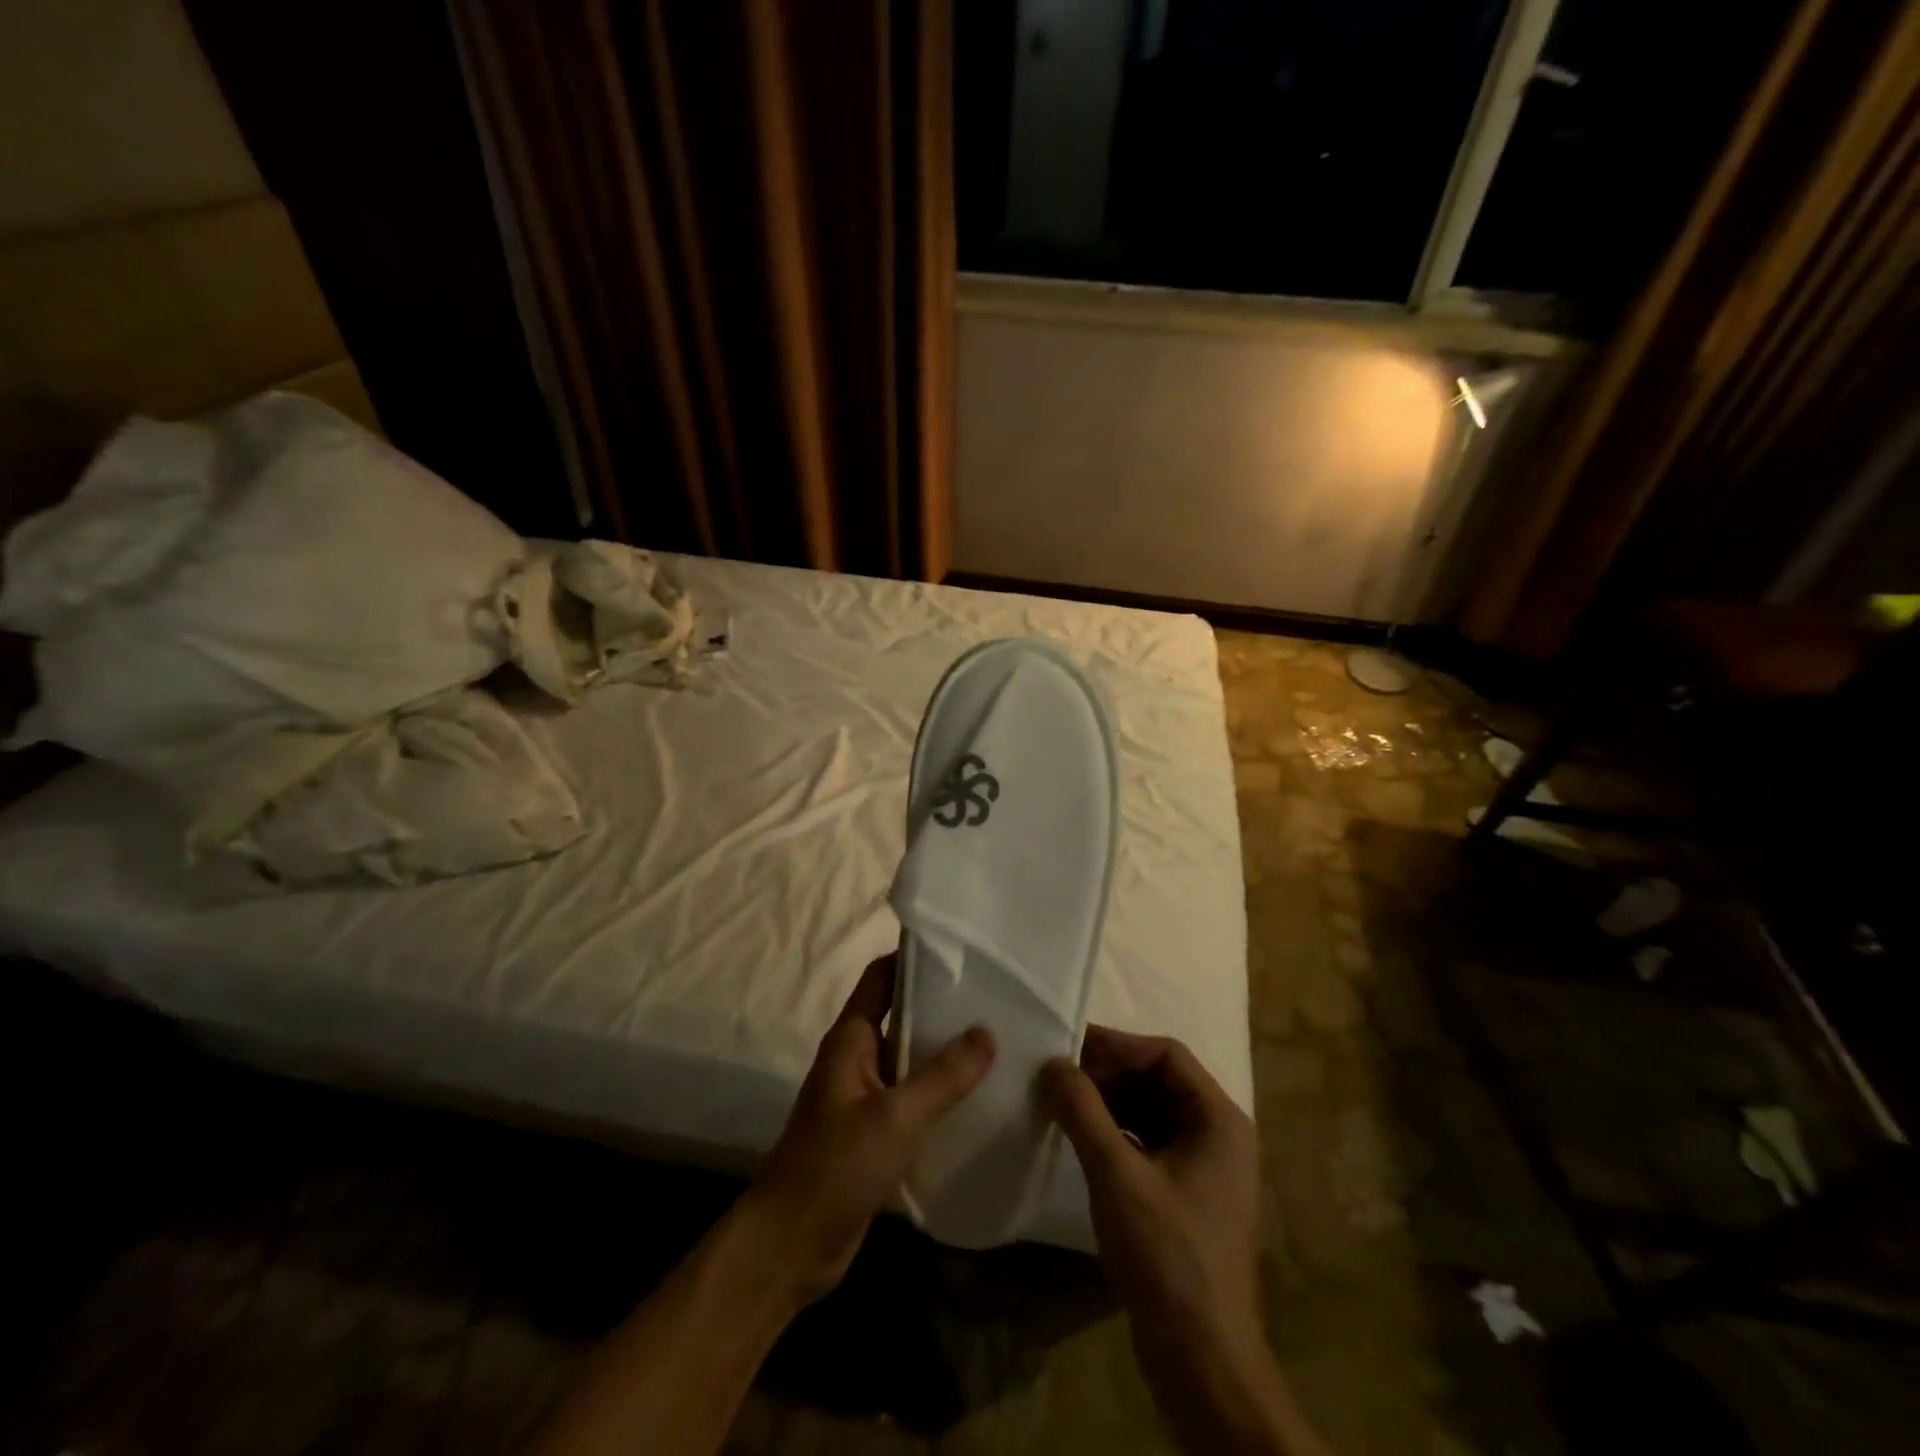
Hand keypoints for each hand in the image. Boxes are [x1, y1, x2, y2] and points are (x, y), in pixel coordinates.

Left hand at [744, 954, 994, 1301]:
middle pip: (901, 1014)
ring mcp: (864, 1095)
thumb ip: (944, 1075)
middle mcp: (857, 1057)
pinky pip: (912, 1096)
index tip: (962, 951)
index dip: (915, 957)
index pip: (882, 976)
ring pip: (910, 1058)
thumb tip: (988, 1031)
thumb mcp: (896, 1116)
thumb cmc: (837, 1167)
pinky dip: (940, 1091)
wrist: (792, 1245)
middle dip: (942, 1005)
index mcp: (852, 1038)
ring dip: (945, 1051)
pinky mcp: (874, 1131)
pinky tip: (978, 1097)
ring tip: (998, 1041)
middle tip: (994, 997)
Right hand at [1044, 1030, 1323, 1455]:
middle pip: (1159, 1080)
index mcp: (1219, 1119)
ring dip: (1108, 1103)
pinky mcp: (1188, 1196)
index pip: (1166, 1055)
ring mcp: (1205, 1167)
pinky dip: (1116, 1133)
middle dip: (1108, 1074)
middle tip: (1059, 1077)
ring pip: (1152, 1111)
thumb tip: (1052, 1063)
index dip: (1117, 1046)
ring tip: (1063, 1104)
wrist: (1202, 1360)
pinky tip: (1083, 1141)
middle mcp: (1219, 1134)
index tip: (1069, 1049)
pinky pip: (1149, 1142)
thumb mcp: (1117, 1175)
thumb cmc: (1167, 1254)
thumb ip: (1082, 1111)